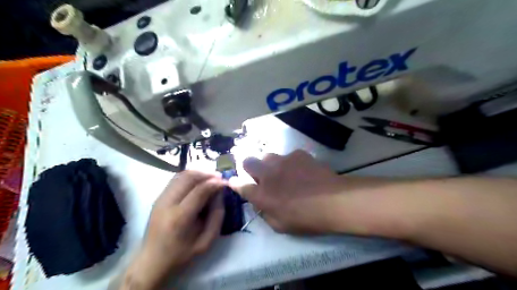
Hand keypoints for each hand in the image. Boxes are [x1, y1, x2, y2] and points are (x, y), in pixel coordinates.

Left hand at [123, 171, 226, 288]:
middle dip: (207, 174)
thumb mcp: (206, 241)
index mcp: (180, 218)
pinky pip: (176, 179)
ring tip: (210, 177)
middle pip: (189, 178)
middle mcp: (167, 204)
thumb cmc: (181, 254)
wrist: (152, 261)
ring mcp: (160, 199)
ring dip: (198, 173)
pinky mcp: (158, 198)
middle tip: (219, 177)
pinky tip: (198, 181)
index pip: (200, 191)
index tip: (226, 182)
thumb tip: (220, 194)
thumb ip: (217, 216)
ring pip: (181, 175)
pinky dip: (189, 176)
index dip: (215, 183)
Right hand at [230, 151, 346, 233]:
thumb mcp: (281, 226)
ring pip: (268, 156)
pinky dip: (291, 163)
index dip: (234, 183)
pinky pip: (288, 156)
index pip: (239, 185)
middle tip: (261, 176)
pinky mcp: (298, 154)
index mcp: (261, 194)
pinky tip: (302, 170)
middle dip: (250, 167)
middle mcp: (267, 174)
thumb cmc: (306, 219)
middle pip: (248, 162)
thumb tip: (261, 204)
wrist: (333, 201)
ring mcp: (283, 161)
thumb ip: (266, 213)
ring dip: (270, 164)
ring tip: (284, 172)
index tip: (234, 181)